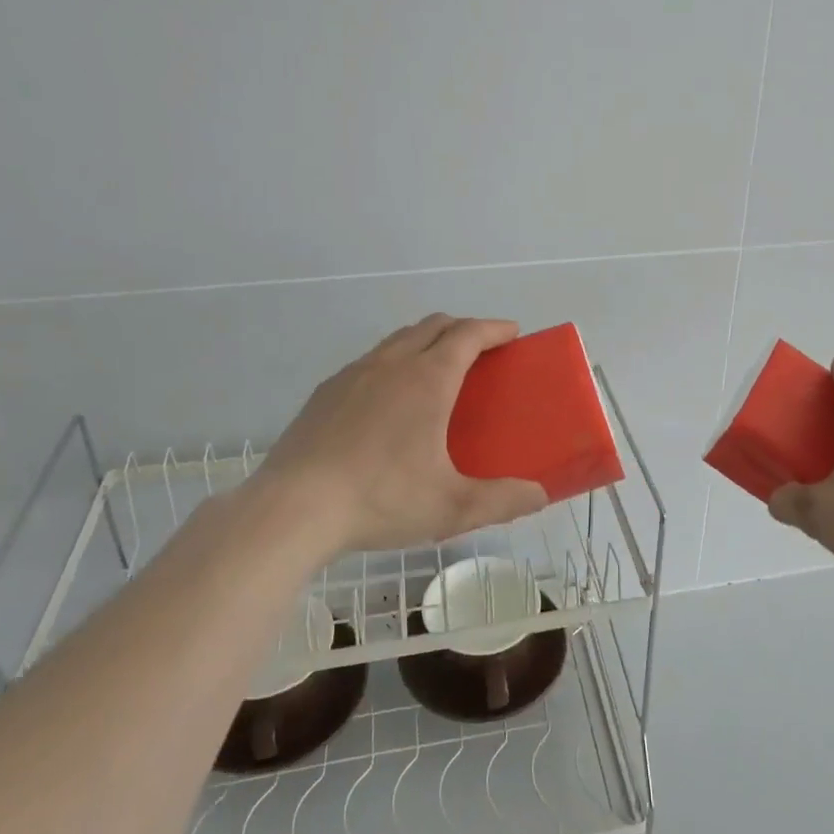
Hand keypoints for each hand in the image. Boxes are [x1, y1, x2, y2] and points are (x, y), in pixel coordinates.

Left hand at [253, 315, 548, 553]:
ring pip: (399, 339)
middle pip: (434, 325)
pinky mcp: (326, 391)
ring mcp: (354, 373)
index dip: (494, 328)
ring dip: (426, 340)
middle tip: (481, 351)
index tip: (511, 332)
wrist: (293, 507)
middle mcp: (392, 363)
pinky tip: (388, 399)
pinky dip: (393, 361)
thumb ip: (502, 500)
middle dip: (463, 328)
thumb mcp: (451, 507)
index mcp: (428, 379)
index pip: (468, 334)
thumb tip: (540, 495)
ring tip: (437, 369)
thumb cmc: (381, 498)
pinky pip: (370, 360)